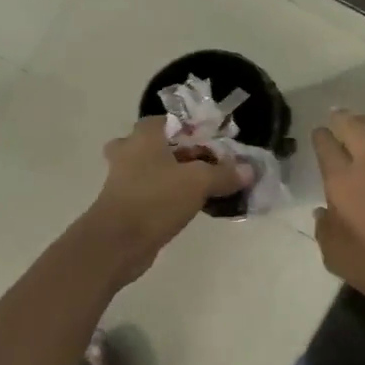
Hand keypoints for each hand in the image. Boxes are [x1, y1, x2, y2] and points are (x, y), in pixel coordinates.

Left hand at [86, 117, 249, 281]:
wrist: (116, 243)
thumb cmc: (155, 199)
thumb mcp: (199, 183)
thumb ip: (224, 174)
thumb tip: (248, 170)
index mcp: (144, 136)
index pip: (168, 120)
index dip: (191, 129)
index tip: (212, 143)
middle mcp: (128, 152)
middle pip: (156, 144)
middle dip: (178, 152)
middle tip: (202, 163)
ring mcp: (121, 180)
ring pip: (150, 169)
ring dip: (171, 176)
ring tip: (200, 187)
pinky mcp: (122, 205)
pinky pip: (148, 192)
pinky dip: (164, 196)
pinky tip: (187, 208)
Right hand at [312, 110, 364, 310]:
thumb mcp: (334, 254)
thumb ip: (325, 228)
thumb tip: (324, 212)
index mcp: (341, 181)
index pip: (326, 146)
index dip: (321, 136)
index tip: (319, 132)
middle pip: (354, 127)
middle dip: (343, 118)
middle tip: (337, 115)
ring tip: (363, 124)